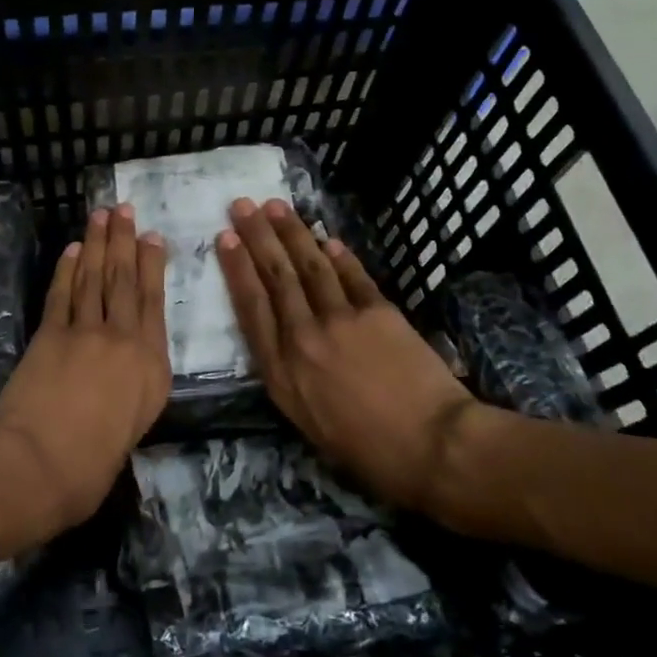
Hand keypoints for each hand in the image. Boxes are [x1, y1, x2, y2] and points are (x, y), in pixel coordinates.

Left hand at [0, 206, 171, 537]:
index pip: (154, 303)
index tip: (152, 237)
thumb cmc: (93, 465)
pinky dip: (66, 269)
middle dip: (124, 241)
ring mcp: (86, 333)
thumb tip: (124, 371)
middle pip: (125, 281)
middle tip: (123, 209)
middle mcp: (124, 340)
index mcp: (152, 367)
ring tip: (101, 216)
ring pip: (94, 278)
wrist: (41, 465)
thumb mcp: (133, 427)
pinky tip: (72, 251)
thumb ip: (134, 389)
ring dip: (97, 244)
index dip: (152, 266)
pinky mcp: (51, 334)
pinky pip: (62, 294)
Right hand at [217, 197, 496, 519]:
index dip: (237, 268)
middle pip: (276, 277)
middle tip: (242, 205)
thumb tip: (281, 341)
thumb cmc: (366, 450)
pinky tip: (327, 238)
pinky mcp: (379, 312)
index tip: (225, 238)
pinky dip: (338, 255)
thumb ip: (288, 377)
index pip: (251, 307)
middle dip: (257, 237)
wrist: (432, 446)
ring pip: (310, 266)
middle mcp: (304, 337)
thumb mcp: (307, 422)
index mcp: (281, 371)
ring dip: (292, 233)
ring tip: (276, 206)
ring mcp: (342, 320)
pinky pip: (352, 276)